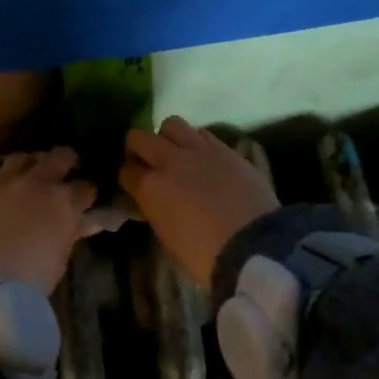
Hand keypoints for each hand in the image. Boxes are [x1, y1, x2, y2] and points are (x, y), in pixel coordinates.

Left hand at [0, 147, 100, 292]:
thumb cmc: (30, 279)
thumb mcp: (59, 258)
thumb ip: (72, 233)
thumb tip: (86, 221)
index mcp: (63, 202)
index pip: (86, 187)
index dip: (89, 194)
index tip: (89, 201)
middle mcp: (36, 184)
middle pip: (58, 157)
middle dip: (67, 161)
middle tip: (69, 170)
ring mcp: (4, 185)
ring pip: (23, 158)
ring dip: (33, 163)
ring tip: (35, 172)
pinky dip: (6, 183)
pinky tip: (7, 194)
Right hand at [119, 117, 280, 286]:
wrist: (252, 245)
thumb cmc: (204, 255)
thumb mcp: (167, 236)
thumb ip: (155, 209)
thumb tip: (153, 200)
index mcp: (150, 188)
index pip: (126, 171)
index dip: (128, 177)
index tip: (134, 185)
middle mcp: (170, 161)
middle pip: (139, 137)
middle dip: (137, 148)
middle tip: (146, 162)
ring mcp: (199, 150)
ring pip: (172, 124)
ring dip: (168, 137)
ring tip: (176, 153)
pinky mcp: (226, 148)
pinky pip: (202, 133)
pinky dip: (197, 141)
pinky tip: (203, 157)